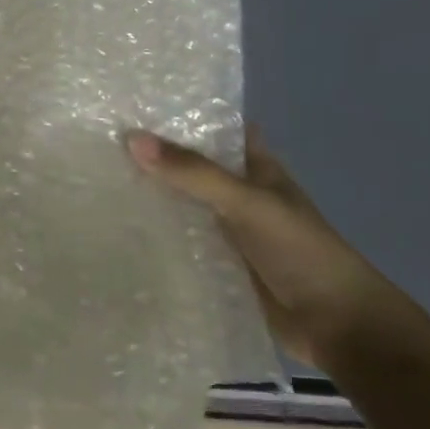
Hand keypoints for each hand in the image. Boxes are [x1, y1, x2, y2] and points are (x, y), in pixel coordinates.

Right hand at [125, 128, 406, 367]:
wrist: (338, 327)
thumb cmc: (302, 252)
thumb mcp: (247, 203)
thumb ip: (193, 172)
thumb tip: (130, 137)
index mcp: (257, 169)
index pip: (218, 129)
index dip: (184, 114)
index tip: (135, 101)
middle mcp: (239, 194)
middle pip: (191, 166)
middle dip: (153, 154)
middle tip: (97, 137)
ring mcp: (226, 230)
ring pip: (180, 203)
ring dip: (148, 195)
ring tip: (91, 176)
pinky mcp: (215, 263)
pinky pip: (177, 240)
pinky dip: (152, 234)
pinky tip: (114, 226)